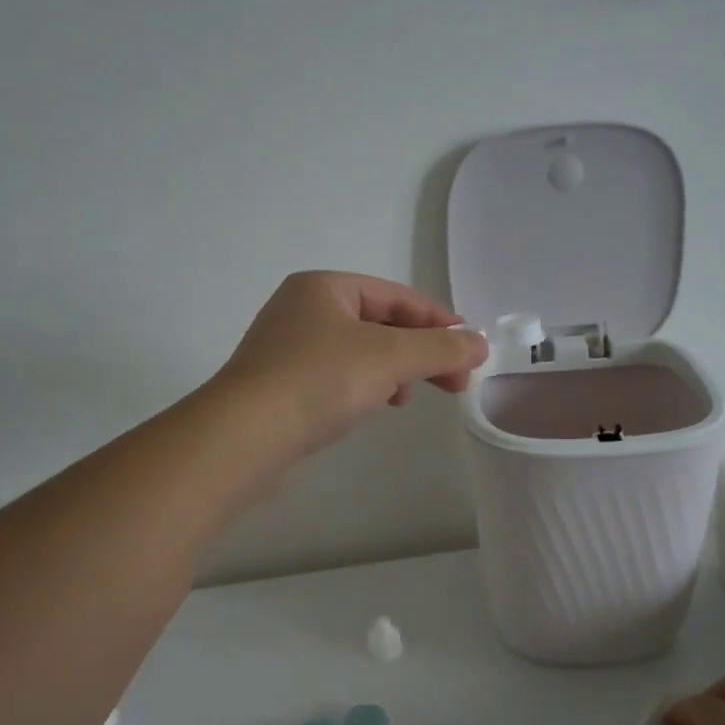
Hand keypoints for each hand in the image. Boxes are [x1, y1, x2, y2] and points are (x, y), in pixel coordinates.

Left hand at [212, 271, 488, 459]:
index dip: (438, 321)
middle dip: (420, 352)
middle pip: (380, 324)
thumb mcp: (390, 357)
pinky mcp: (280, 386)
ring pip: (359, 352)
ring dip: (394, 371)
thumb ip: (440, 349)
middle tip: (455, 382)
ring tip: (409, 397)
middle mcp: (302, 310)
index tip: (469, 350)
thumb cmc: (319, 380)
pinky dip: (365, 386)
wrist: (244, 436)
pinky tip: (375, 406)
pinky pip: (337, 377)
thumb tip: (480, 344)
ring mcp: (287, 349)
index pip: (396, 296)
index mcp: (324, 288)